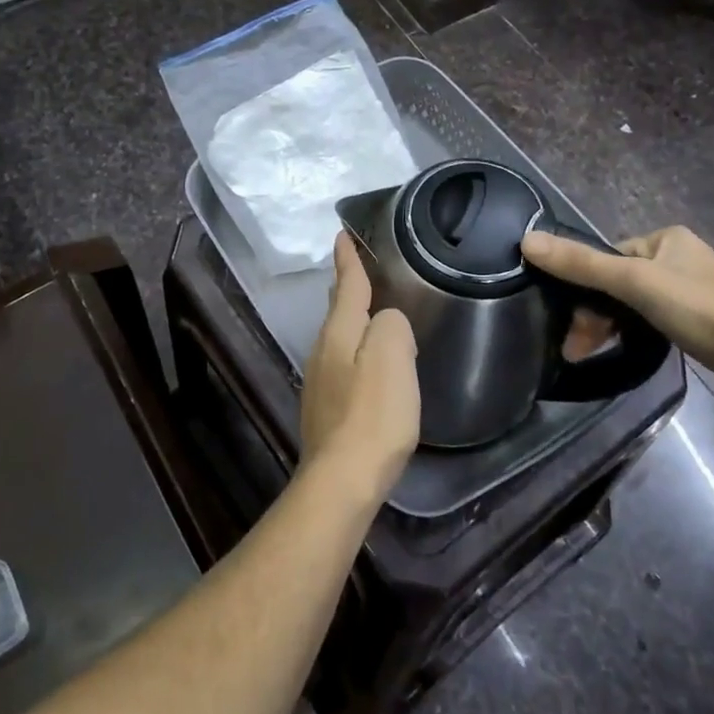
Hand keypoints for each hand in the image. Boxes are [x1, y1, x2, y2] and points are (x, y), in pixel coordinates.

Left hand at [300, 233, 420, 505]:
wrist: (342, 480)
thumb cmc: (373, 415)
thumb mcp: (393, 357)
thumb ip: (393, 326)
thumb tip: (388, 323)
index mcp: (339, 332)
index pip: (346, 285)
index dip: (348, 258)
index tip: (342, 233)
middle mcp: (323, 350)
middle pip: (337, 309)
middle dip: (346, 286)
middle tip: (357, 266)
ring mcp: (320, 380)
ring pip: (338, 336)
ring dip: (351, 319)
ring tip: (370, 311)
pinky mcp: (325, 408)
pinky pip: (342, 363)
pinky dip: (355, 350)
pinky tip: (367, 364)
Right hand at [521, 224, 713, 392]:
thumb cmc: (699, 308)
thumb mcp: (633, 282)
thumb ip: (581, 264)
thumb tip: (526, 240)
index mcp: (666, 238)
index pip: (608, 256)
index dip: (585, 285)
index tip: (572, 319)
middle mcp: (680, 258)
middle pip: (619, 282)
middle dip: (595, 314)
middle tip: (576, 346)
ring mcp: (694, 290)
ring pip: (634, 304)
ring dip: (610, 327)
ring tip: (588, 354)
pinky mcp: (703, 321)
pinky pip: (654, 320)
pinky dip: (635, 334)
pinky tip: (624, 351)